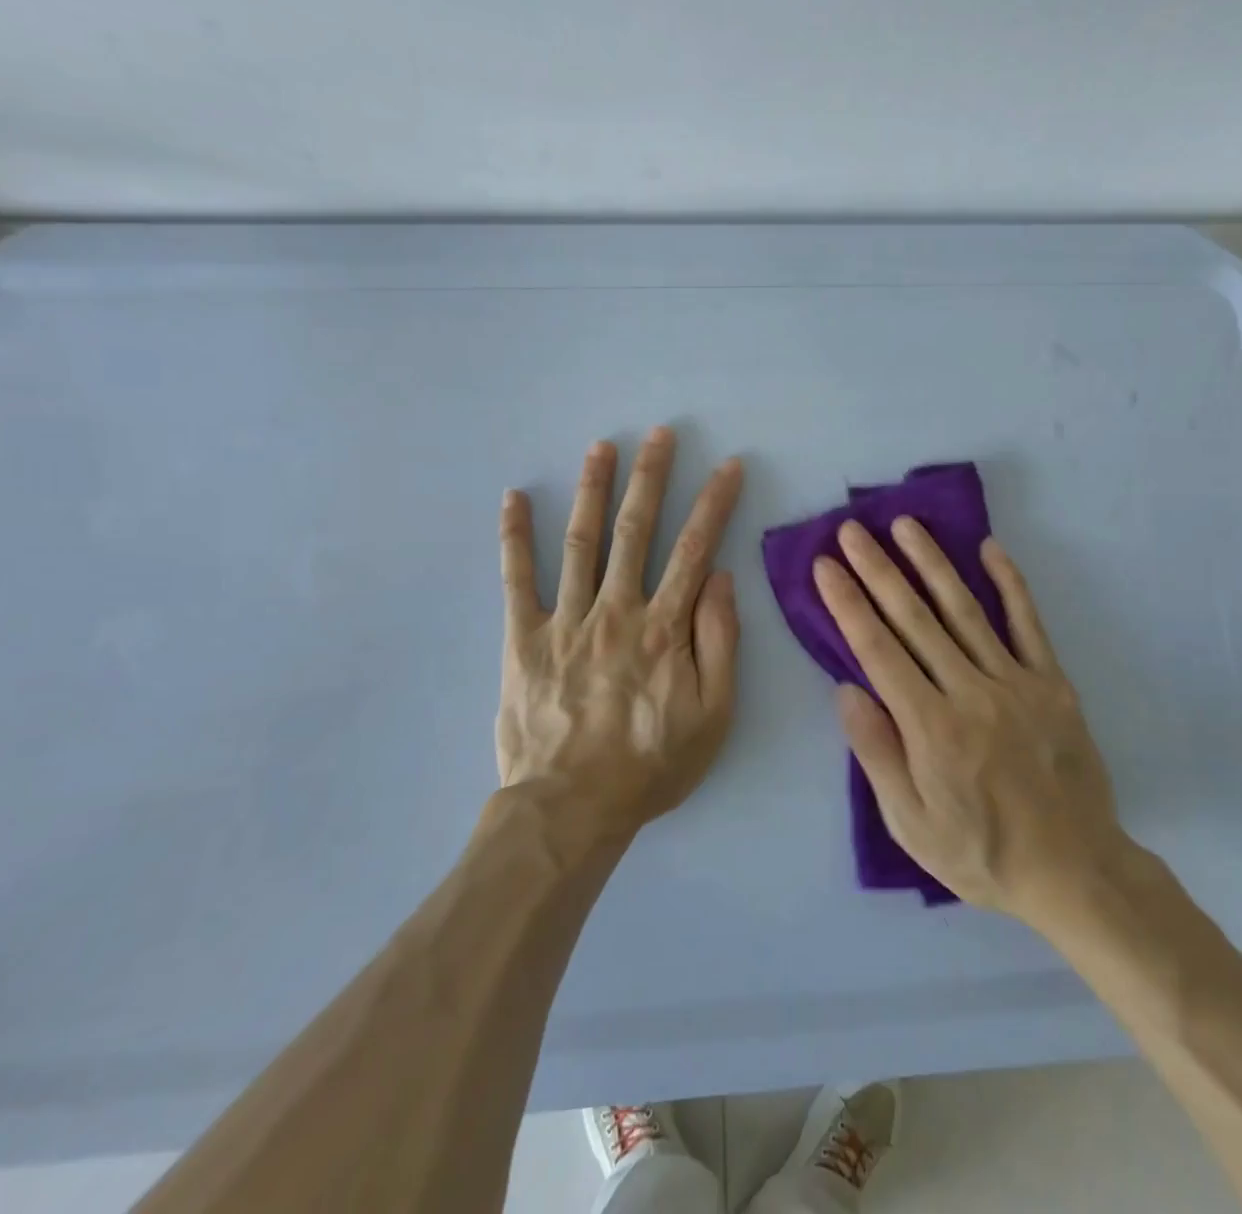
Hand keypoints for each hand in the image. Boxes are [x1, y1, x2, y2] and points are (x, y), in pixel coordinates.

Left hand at [496, 427, 742, 839]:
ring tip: (601, 447)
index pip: (695, 549)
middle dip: (651, 477)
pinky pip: (516, 580)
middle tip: (659, 434)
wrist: (571, 808)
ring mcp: (566, 620)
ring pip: (581, 541)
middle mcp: (616, 610)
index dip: (714, 503)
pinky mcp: (523, 639)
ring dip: (592, 489)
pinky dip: (514, 537)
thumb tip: (718, 579)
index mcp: (664, 627)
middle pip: (636, 530)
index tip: (728, 465)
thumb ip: (720, 641)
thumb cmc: (651, 764)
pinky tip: (513, 498)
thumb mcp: (714, 714)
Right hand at [813, 519, 1124, 920]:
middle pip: (914, 619)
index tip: (825, 567)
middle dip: (877, 570)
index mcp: (930, 726)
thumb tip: (846, 689)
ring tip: (905, 525)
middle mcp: (970, 691)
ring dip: (931, 563)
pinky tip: (990, 548)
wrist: (1074, 872)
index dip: (847, 604)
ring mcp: (1015, 681)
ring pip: (964, 610)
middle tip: (851, 530)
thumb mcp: (912, 824)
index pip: (878, 650)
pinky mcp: (1052, 682)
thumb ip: (878, 754)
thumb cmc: (981, 853)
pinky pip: (1028, 623)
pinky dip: (1009, 583)